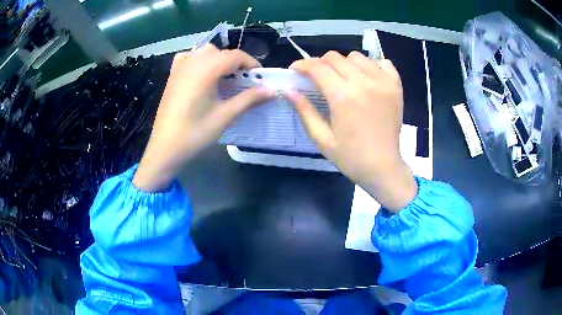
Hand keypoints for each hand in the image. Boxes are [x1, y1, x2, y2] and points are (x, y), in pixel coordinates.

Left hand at [133, 45, 273, 191]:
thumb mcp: (225, 116)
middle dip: (235, 62)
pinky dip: (199, 60)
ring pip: (204, 52)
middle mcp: (192, 63)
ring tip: (223, 78)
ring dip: (218, 59)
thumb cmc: (195, 133)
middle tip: (243, 81)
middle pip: (220, 52)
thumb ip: (249, 99)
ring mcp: (180, 68)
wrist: (165, 148)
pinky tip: (201, 74)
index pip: (235, 56)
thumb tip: (272, 91)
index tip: (259, 78)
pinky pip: (189, 58)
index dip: (251, 63)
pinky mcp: (172, 75)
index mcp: (206, 70)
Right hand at [287, 51, 416, 210]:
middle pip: (335, 57)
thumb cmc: (350, 157)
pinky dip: (372, 65)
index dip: (302, 65)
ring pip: (357, 56)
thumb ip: (305, 111)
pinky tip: (367, 78)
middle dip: (320, 63)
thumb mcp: (322, 138)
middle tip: (317, 77)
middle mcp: (363, 83)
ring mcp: (383, 82)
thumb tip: (288, 90)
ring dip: (344, 63)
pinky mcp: (396, 86)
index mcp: (343, 97)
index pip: (317, 67)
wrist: (383, 167)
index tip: (295, 69)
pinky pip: (383, 62)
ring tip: (342, 78)